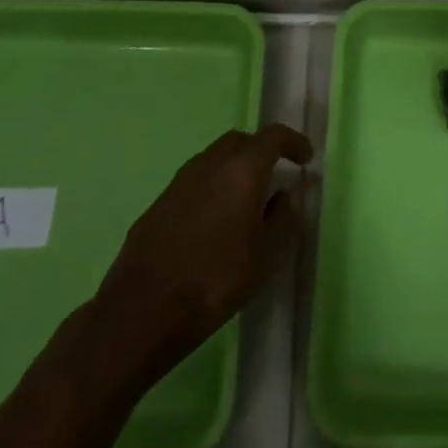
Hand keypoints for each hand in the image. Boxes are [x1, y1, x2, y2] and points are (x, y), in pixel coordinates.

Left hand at [86, 124, 311, 391]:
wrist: (142, 311)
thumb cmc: (216, 280)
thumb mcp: (267, 255)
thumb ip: (284, 218)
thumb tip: (287, 194)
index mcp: (242, 168)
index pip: (273, 136)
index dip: (293, 142)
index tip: (305, 158)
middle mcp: (210, 163)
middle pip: (241, 141)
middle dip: (261, 151)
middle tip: (275, 174)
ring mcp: (179, 181)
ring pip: (214, 159)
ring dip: (234, 169)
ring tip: (244, 200)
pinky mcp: (158, 203)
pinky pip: (194, 182)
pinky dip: (211, 188)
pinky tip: (213, 221)